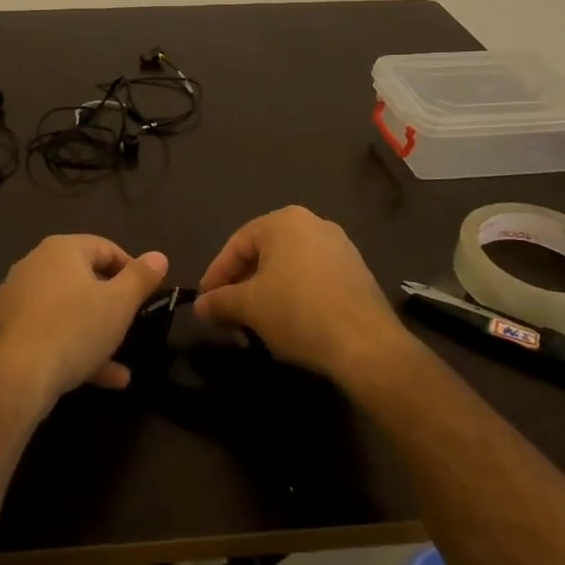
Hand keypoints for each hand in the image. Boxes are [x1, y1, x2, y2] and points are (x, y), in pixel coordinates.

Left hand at [0, 235, 169, 415]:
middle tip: (132, 327)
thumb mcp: (119, 304)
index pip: (106, 248)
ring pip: (68, 311)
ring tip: (122, 366)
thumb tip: (159, 256)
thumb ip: (141, 278)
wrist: (15, 376)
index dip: (132, 270)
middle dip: (113, 306)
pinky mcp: (8, 328)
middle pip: (85, 280)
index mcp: (62, 249)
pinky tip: (99, 378)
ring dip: (96, 334)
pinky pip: (49, 331)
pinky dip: (73, 348)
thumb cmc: (74, 329)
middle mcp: (36, 264)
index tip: (148, 296)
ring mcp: (18, 297)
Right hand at [193, 206, 410, 383]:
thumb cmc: (298, 311)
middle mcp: (313, 224)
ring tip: (253, 324)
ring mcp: (339, 247)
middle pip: (263, 254)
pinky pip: (312, 279)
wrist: (366, 344)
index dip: (216, 275)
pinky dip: (293, 297)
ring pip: (288, 268)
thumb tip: (199, 306)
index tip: (205, 303)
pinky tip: (287, 324)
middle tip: (227, 316)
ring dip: (266, 295)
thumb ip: (219, 301)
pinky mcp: (356, 273)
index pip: (237, 244)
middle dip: (241, 287)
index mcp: (285, 221)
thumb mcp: (249, 306)